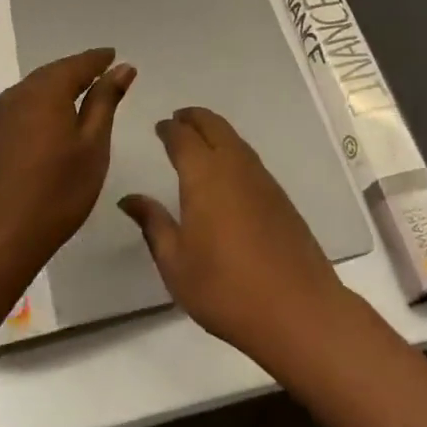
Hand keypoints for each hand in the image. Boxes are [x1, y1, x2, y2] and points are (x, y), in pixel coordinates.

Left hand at [0, 48, 135, 293]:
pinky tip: (52, 121)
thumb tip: (121, 67)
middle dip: (78, 70)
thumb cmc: (56, 192)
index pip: (78, 64)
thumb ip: (105, 101)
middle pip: (53, 73)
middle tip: (102, 72)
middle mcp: (19, 95)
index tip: (115, 56)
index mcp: (46, 91)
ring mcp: (0, 117)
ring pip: (35, 89)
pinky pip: (23, 107)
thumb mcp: (93, 145)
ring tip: (81, 95)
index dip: (98, 59)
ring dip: (58, 88)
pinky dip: (43, 105)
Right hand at [119, 107, 350, 365]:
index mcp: (204, 175)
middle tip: (178, 119)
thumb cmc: (225, 288)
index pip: (183, 137)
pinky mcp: (280, 196)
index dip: (169, 129)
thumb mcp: (176, 263)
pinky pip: (249, 157)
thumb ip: (153, 224)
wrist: (296, 308)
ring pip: (235, 139)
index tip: (159, 126)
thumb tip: (129, 199)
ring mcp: (262, 179)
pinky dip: (232, 149)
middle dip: (194, 118)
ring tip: (199, 138)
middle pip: (213, 126)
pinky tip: (227, 168)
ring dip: (215, 130)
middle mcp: (234, 166)